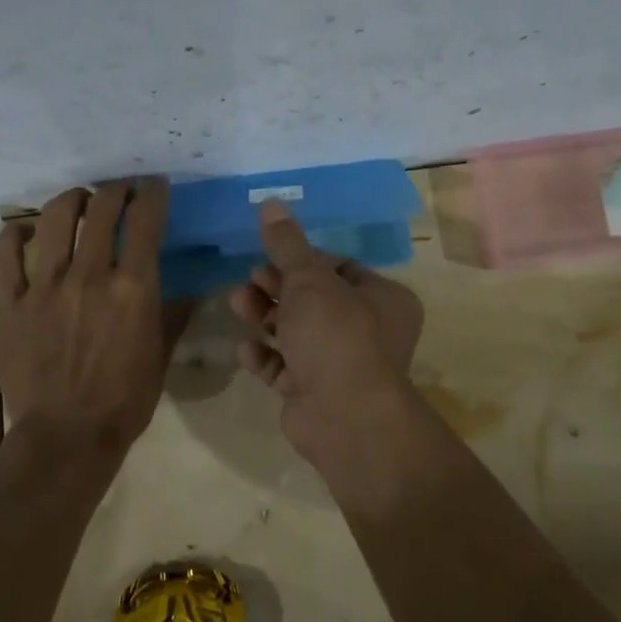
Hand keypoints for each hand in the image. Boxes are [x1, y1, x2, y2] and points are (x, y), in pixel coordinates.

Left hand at [0, 179, 171, 459]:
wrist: (66, 436)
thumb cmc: (125, 400)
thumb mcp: (161, 355)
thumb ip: (174, 314)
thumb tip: (191, 289)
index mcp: (133, 287)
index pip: (145, 219)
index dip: (152, 193)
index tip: (154, 186)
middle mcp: (89, 275)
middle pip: (101, 208)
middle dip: (116, 190)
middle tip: (120, 191)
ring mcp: (45, 286)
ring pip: (55, 218)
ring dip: (72, 199)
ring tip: (79, 200)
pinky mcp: (11, 302)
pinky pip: (5, 253)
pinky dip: (15, 233)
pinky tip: (24, 231)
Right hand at [228, 201, 423, 457]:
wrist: (344, 418)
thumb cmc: (336, 336)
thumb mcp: (309, 281)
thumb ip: (287, 244)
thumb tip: (270, 203)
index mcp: (383, 298)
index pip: (339, 268)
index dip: (302, 260)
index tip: (271, 256)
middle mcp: (368, 330)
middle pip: (314, 300)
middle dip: (277, 288)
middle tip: (250, 281)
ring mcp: (341, 364)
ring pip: (297, 332)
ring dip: (265, 317)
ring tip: (237, 304)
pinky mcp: (315, 393)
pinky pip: (285, 367)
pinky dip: (265, 357)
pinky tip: (246, 349)